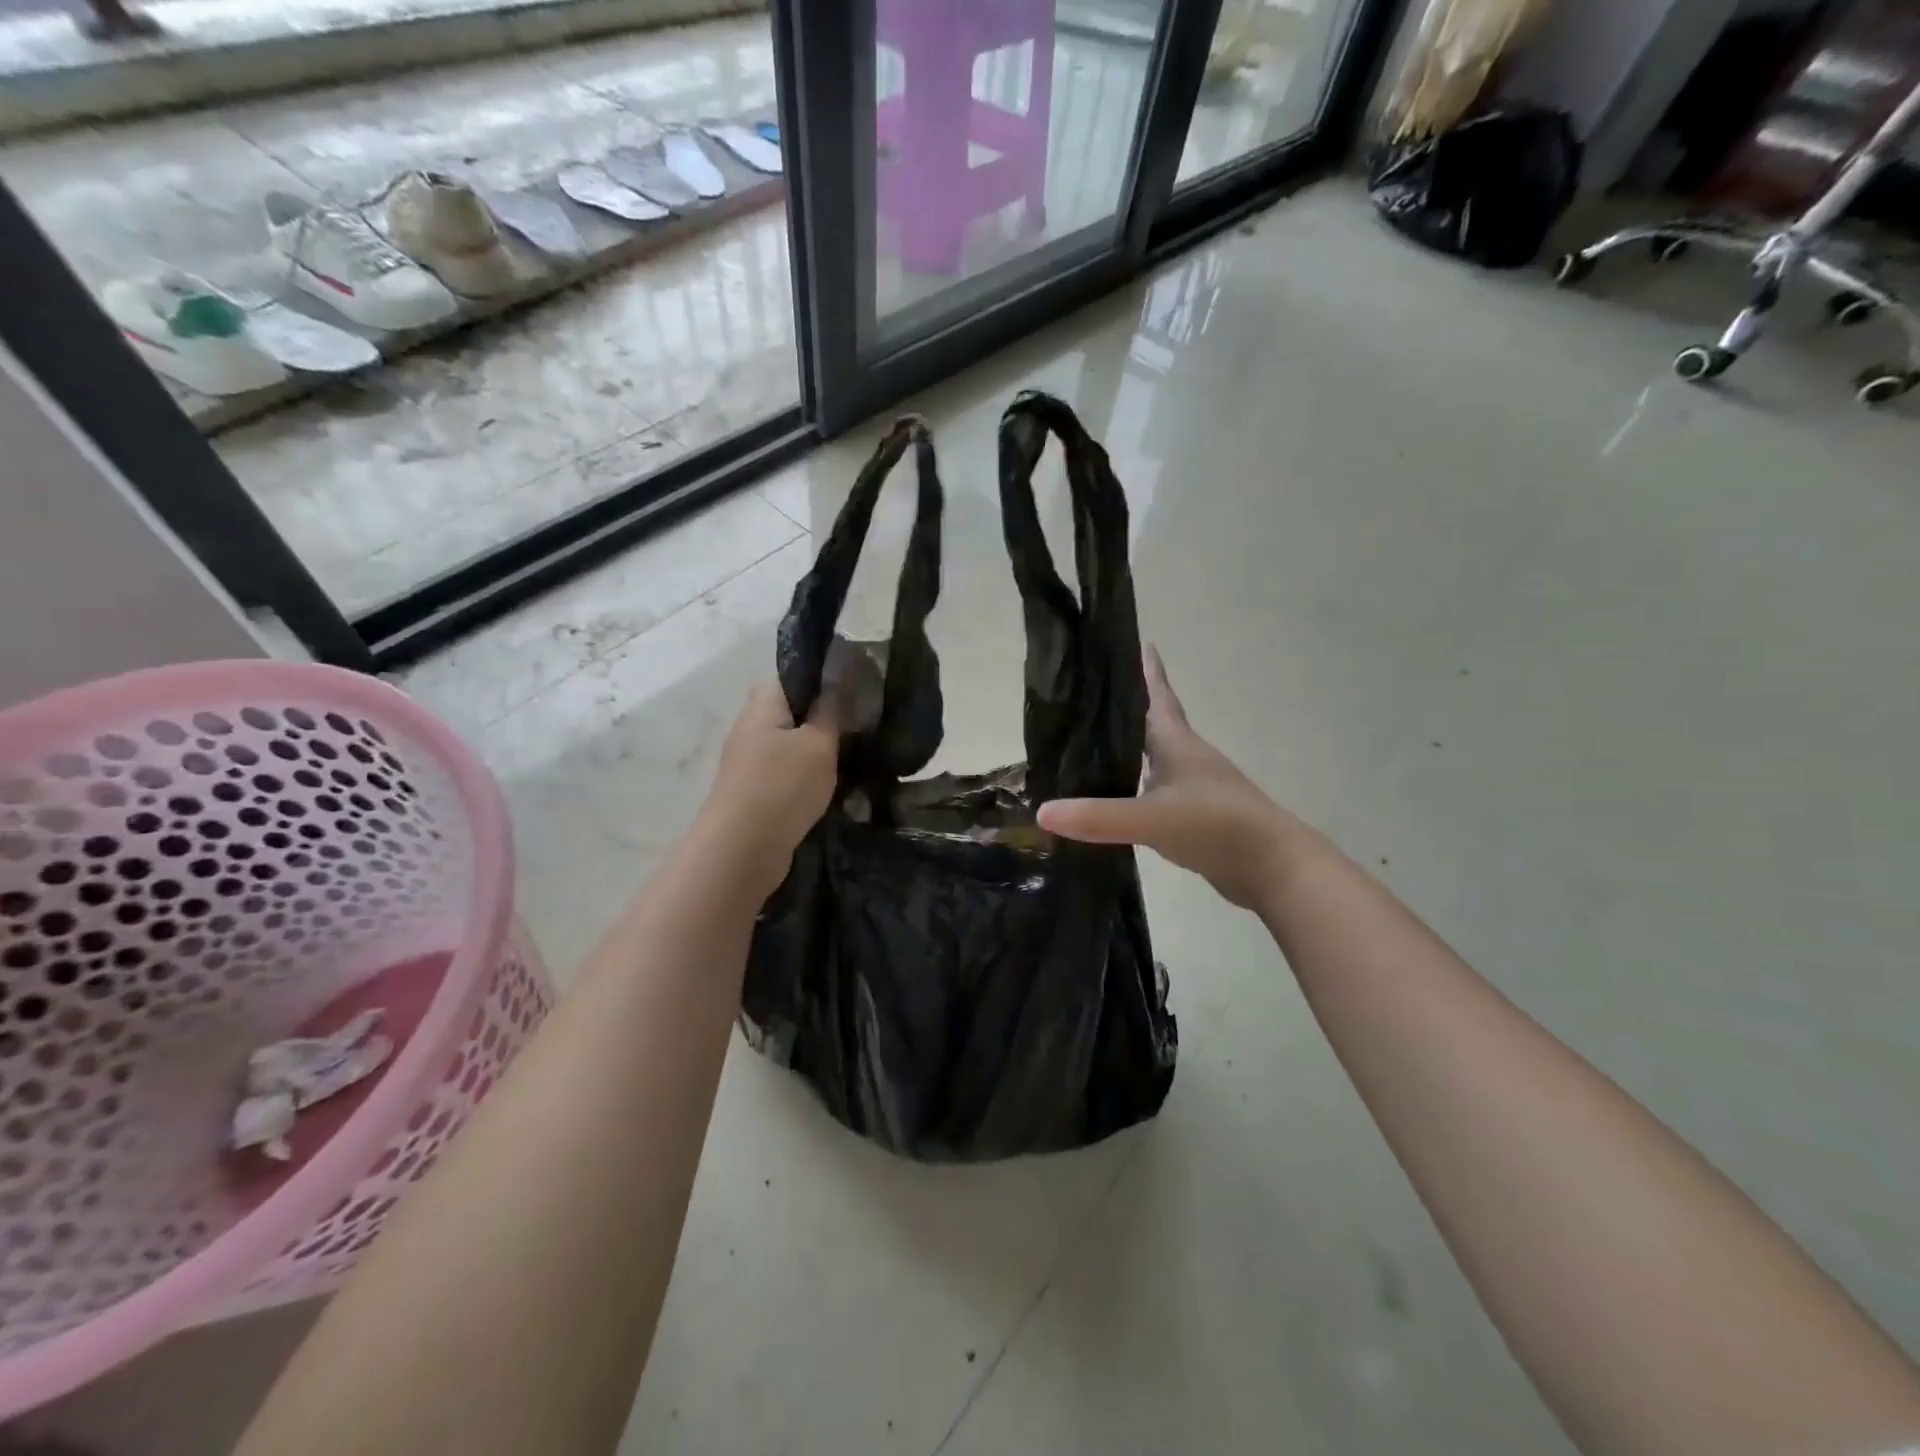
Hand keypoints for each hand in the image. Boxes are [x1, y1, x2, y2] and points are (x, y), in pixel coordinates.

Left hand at [697, 683, 839, 900]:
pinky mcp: (754, 791)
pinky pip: (786, 772)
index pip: (791, 675)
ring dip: (816, 751)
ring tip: (851, 756)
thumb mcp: (819, 744)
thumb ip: (831, 712)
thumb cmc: (783, 785)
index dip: (821, 677)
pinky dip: (807, 777)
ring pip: (790, 744)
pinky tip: (832, 787)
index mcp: (763, 704)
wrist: (742, 850)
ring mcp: (749, 760)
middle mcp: (750, 726)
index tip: (854, 688)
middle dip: (823, 718)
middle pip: (791, 711)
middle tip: (858, 726)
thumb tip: (838, 683)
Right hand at [1037, 647, 1292, 909]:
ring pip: (1155, 760)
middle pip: (1153, 725)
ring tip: (1094, 746)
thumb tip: (1042, 812)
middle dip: (1127, 710)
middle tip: (1093, 698)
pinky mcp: (1195, 818)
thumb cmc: (1216, 826)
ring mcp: (1194, 789)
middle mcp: (1187, 759)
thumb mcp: (1152, 818)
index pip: (1158, 697)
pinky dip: (1135, 789)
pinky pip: (1157, 793)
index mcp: (1178, 744)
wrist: (1273, 868)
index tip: (1140, 643)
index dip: (1148, 671)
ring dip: (1130, 750)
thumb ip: (1098, 816)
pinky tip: (1118, 799)